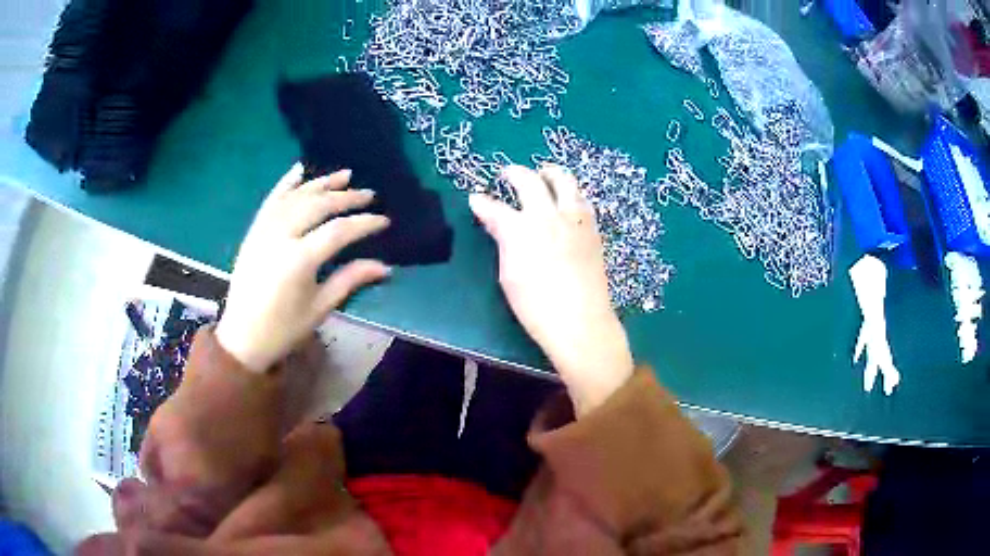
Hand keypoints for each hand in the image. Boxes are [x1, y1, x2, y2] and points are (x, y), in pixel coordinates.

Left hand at [216, 163, 390, 372]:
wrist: (242, 336)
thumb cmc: (283, 328)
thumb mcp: (320, 308)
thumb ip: (350, 279)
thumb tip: (385, 266)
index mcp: (299, 260)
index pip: (338, 230)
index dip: (364, 223)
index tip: (384, 220)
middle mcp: (280, 236)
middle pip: (318, 205)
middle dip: (346, 198)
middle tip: (369, 194)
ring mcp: (264, 229)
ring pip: (296, 196)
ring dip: (321, 183)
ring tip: (345, 175)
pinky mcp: (254, 230)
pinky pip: (272, 199)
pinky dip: (287, 182)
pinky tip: (301, 169)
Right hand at [469, 165, 633, 414]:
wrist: (580, 321)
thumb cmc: (536, 306)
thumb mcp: (509, 275)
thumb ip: (503, 241)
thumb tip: (496, 223)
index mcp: (521, 230)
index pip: (495, 208)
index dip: (482, 202)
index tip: (476, 199)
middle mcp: (548, 216)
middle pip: (531, 180)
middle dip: (515, 173)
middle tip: (508, 174)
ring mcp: (574, 220)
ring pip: (565, 181)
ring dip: (550, 173)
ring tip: (544, 175)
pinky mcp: (592, 229)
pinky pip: (582, 199)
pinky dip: (570, 193)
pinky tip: (566, 201)